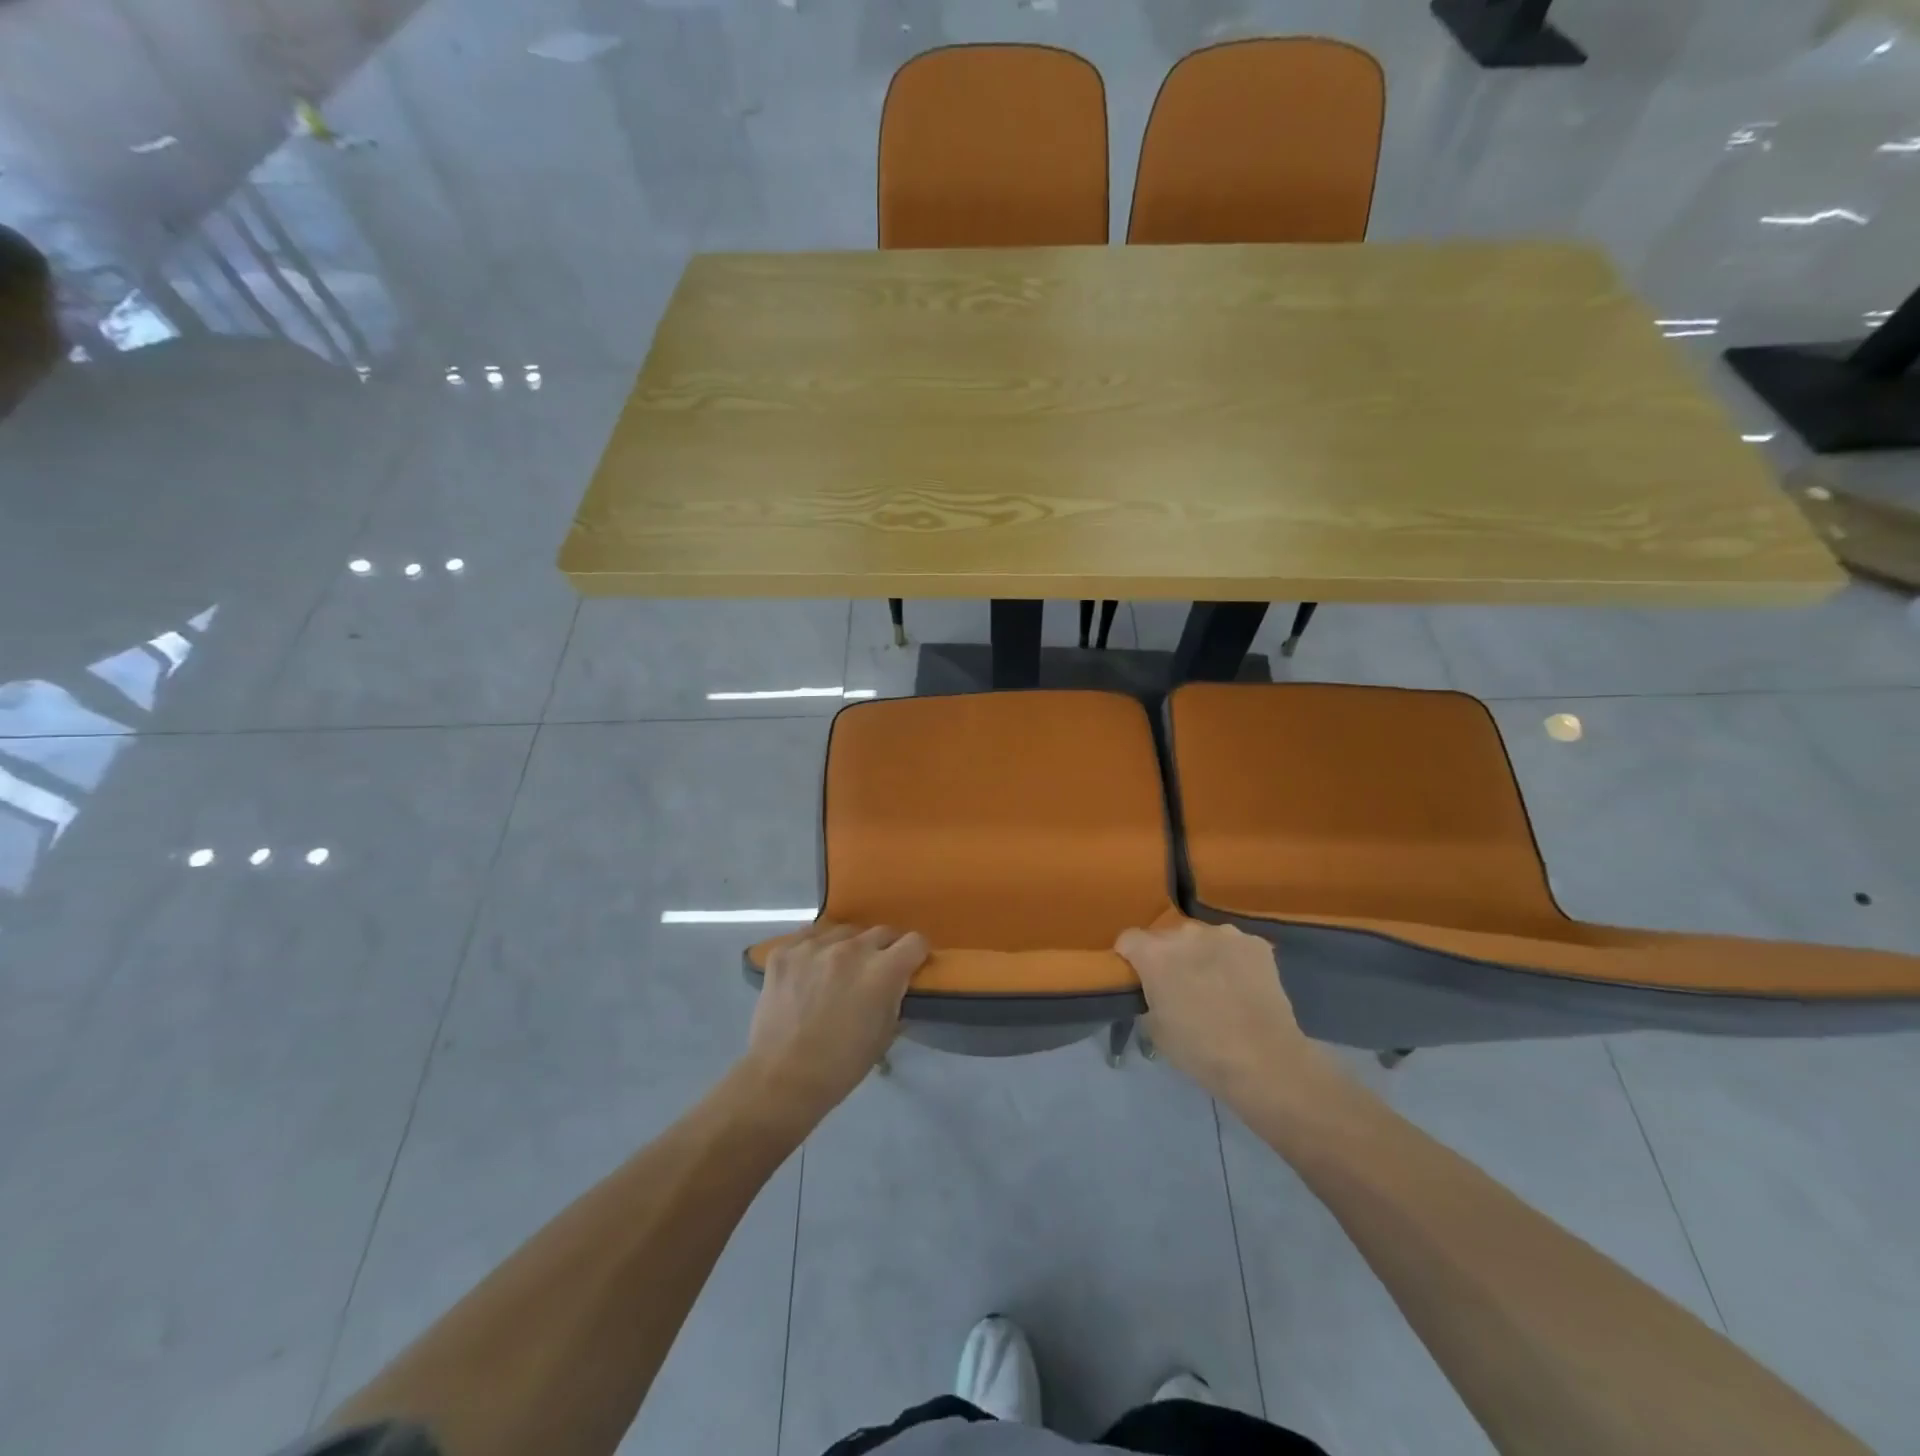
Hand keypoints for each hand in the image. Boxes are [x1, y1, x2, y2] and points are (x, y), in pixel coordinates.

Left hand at [744, 922, 928, 1123]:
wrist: (782, 1079)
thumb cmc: (841, 1065)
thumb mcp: (885, 1035)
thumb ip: (895, 997)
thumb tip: (897, 983)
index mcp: (882, 971)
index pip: (915, 942)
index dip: (916, 955)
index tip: (910, 967)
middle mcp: (851, 949)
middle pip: (881, 932)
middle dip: (884, 950)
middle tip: (874, 972)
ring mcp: (814, 946)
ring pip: (844, 931)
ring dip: (849, 947)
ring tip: (838, 970)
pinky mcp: (784, 951)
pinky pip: (809, 936)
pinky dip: (815, 949)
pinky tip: (810, 969)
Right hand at [1115, 922, 1323, 1106]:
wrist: (1264, 1061)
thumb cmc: (1200, 1050)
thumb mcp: (1155, 1028)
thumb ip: (1149, 996)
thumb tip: (1156, 990)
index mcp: (1155, 953)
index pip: (1128, 939)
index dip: (1130, 958)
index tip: (1139, 978)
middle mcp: (1186, 933)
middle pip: (1166, 937)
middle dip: (1168, 956)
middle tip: (1180, 987)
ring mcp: (1224, 934)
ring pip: (1202, 939)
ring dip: (1201, 955)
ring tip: (1216, 985)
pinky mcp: (1255, 943)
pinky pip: (1233, 946)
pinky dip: (1232, 960)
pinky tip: (1242, 986)